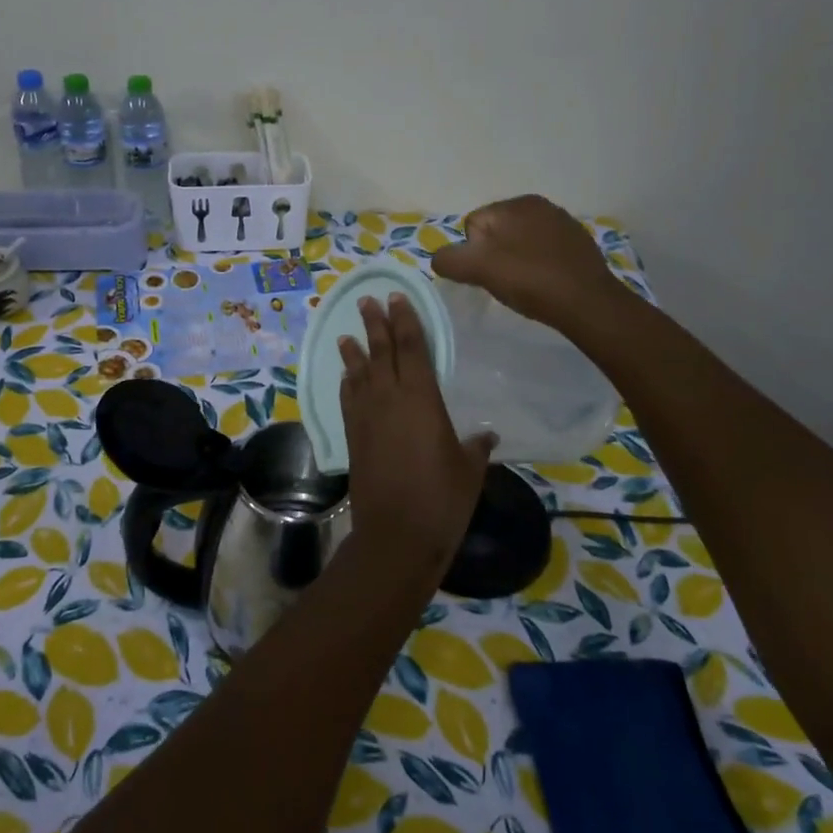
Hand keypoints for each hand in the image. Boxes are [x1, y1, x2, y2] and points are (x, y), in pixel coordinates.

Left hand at [338, 294, 493, 570]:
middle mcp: (390, 399)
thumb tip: (487, 434)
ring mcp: (366, 417)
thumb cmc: (442, 499)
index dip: (405, 321)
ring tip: (347, 332)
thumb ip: (476, 446)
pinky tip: (346, 375)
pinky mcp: (352, 436)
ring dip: (354, 350)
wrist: (397, 533)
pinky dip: (347, 382)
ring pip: (359, 372)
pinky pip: (348, 398)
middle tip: (368, 301)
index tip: (397, 298)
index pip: (412, 348)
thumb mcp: (469, 469)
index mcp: (422, 399)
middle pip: (381, 352)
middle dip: (375, 324)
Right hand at [432, 195, 625, 333]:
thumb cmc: (529, 280)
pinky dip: (538, 264)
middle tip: (504, 281)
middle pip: (496, 232)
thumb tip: (440, 258)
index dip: (472, 253)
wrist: (588, 303)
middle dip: (494, 255)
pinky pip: (543, 251)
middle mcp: (539, 204)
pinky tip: (544, 283)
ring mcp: (562, 222)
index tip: (487, 274)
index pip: (473, 225)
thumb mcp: (478, 269)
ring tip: (525, 285)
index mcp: (515, 203)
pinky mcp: (578, 243)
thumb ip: (449, 259)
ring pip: (520, 242)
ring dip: (516, 260)